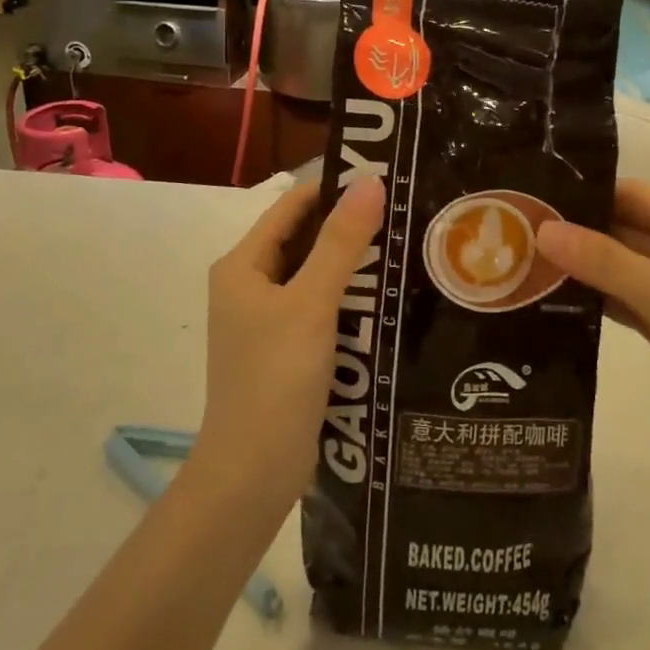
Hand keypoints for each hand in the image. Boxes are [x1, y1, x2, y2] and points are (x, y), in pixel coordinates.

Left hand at [197, 176, 385, 512]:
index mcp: (243, 265)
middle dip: (349, 224)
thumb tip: (371, 182)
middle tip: (405, 208)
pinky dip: (349, 295)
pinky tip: (387, 293)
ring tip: (406, 242)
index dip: (334, 186)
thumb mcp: (311, 303)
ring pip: (315, 274)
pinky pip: (321, 306)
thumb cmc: (275, 379)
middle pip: (304, 238)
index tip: (384, 175)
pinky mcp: (286, 348)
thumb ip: (341, 242)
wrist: (253, 474)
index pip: (292, 206)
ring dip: (353, 261)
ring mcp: (267, 319)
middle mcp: (250, 285)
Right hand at [536, 180, 649, 482]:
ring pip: (625, 270)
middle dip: (581, 233)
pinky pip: (627, 303)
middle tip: (519, 228)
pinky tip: (553, 297)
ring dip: (584, 268)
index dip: (592, 194)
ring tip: (525, 259)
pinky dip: (596, 300)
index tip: (537, 195)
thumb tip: (542, 230)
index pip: (642, 198)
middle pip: (630, 233)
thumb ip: (607, 263)